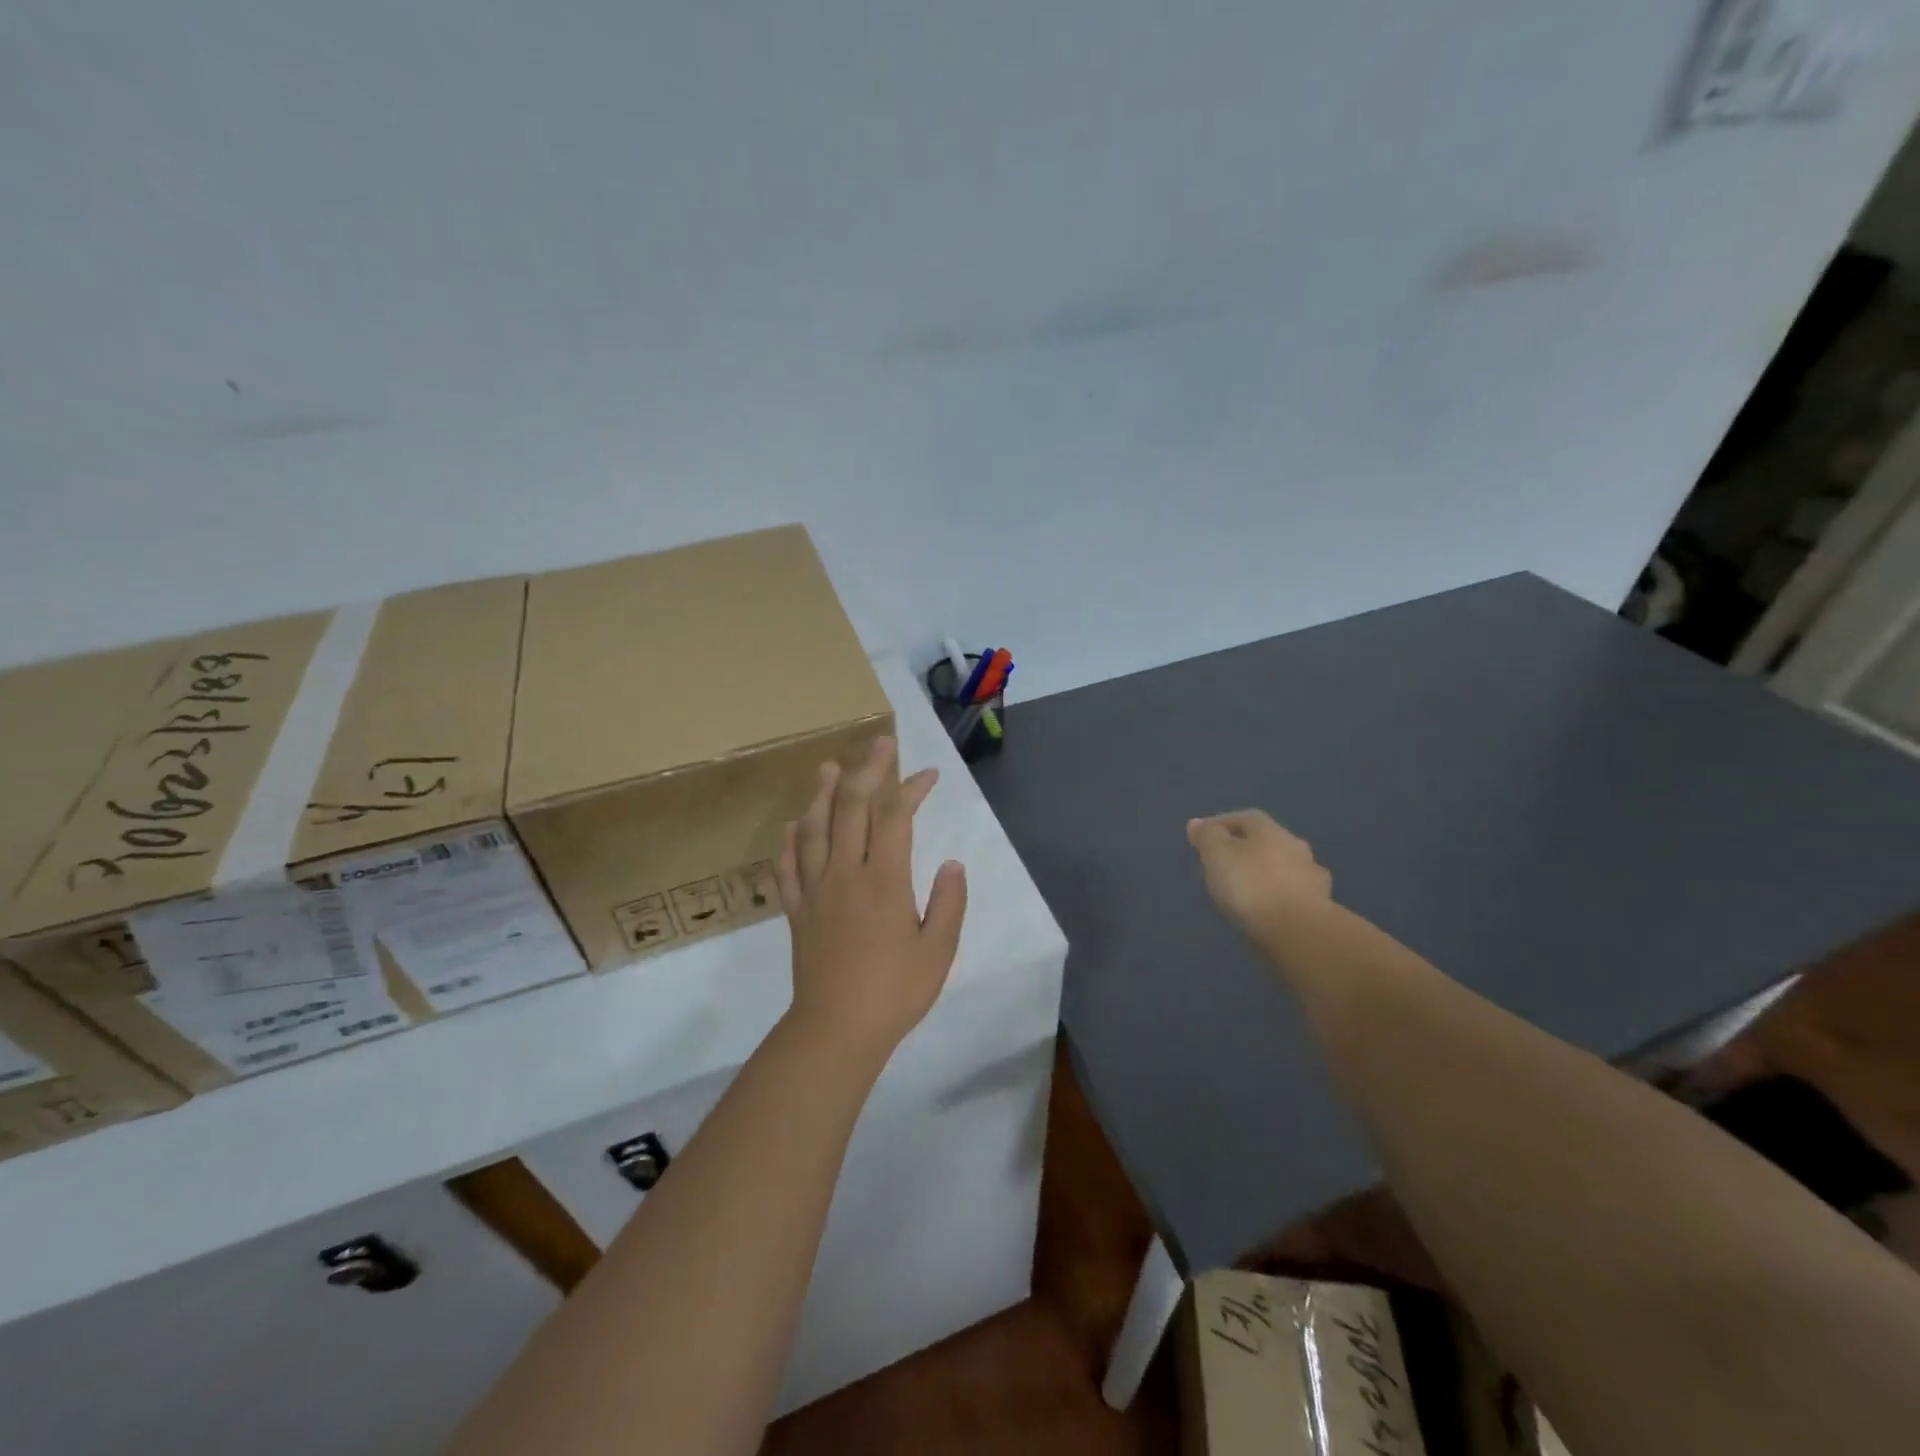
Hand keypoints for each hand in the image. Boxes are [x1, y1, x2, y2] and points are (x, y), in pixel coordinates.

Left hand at [777, 736, 967, 1067]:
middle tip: (879, 743)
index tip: (929, 774)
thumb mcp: (938, 951)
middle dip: (868, 770)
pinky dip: (790, 841)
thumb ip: (949, 903)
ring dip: (823, 794)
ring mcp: (815, 890)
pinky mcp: (797, 911)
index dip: (911, 788)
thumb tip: (952, 863)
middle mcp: (845, 873)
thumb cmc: (895, 992)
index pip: (895, 817)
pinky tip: (792, 827)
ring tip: (829, 768)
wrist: (836, 1030)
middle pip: (852, 808)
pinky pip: (788, 867)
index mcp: (883, 880)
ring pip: (814, 829)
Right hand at [1186, 810, 1332, 953]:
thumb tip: (1198, 823)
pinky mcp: (1321, 906)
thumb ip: (1207, 837)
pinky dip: (1279, 896)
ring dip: (1266, 873)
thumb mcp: (1217, 855)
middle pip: (1266, 841)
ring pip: (1283, 867)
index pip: (1244, 817)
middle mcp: (1295, 846)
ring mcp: (1312, 876)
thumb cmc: (1251, 886)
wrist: (1300, 932)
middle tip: (1223, 865)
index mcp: (1270, 830)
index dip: (1222, 825)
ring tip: (1245, 890)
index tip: (1202, 839)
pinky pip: (1293, 893)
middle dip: (1245, 849)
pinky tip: (1268, 909)